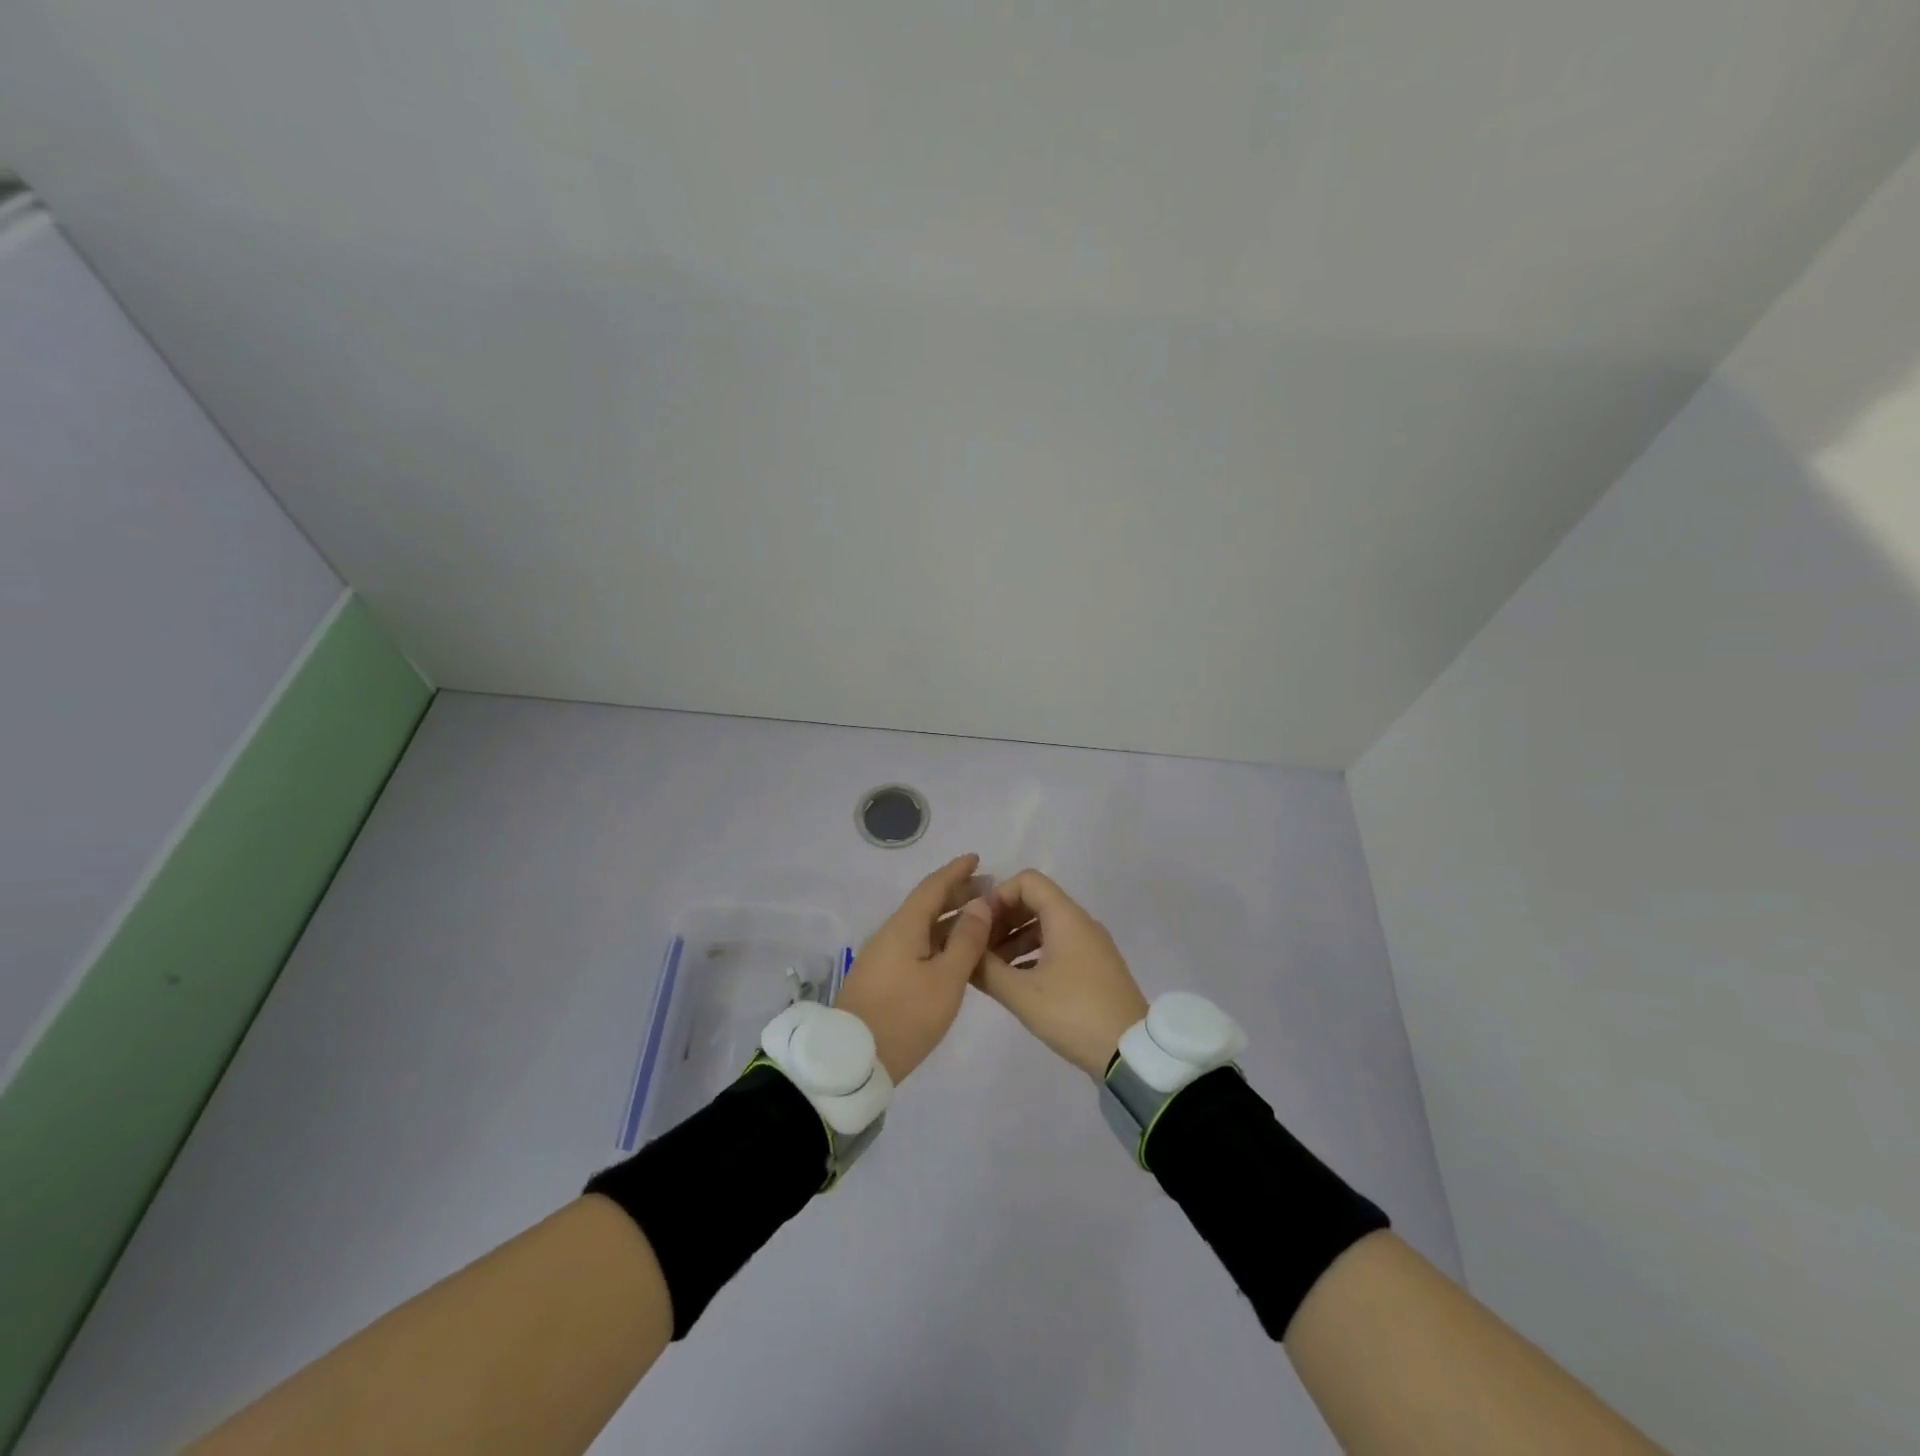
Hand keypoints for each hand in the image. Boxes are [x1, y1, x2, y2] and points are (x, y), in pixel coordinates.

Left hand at [835, 854, 994, 1083]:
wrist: (853, 1060)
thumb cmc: (905, 1016)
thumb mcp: (946, 980)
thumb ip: (966, 940)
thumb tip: (979, 904)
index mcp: (904, 927)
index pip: (933, 887)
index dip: (956, 872)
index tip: (977, 858)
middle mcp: (891, 934)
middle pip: (926, 904)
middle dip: (956, 893)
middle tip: (988, 889)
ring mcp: (884, 956)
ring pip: (921, 926)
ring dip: (949, 918)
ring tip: (978, 918)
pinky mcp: (883, 978)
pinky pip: (916, 945)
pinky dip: (939, 939)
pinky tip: (955, 951)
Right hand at [973, 870, 1149, 1078]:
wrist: (1130, 1052)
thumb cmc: (1073, 1013)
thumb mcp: (1022, 994)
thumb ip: (986, 969)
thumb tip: (962, 951)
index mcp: (1066, 917)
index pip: (1028, 881)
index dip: (998, 895)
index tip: (978, 923)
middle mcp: (1081, 923)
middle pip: (1035, 902)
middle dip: (1003, 919)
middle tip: (978, 946)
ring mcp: (1091, 945)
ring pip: (1045, 926)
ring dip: (1015, 939)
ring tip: (990, 967)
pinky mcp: (1095, 967)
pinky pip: (1058, 946)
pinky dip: (1033, 954)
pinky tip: (1015, 980)